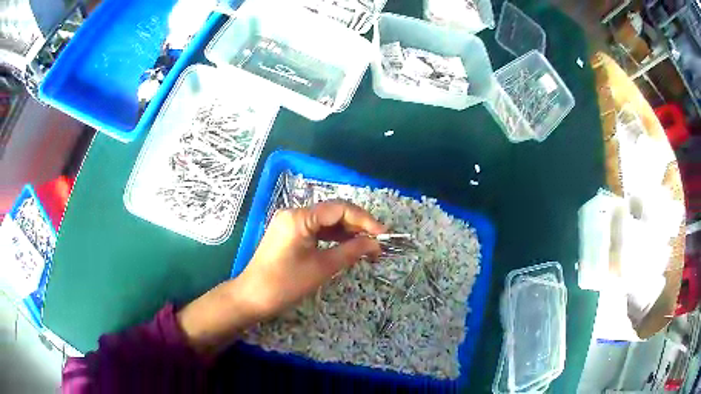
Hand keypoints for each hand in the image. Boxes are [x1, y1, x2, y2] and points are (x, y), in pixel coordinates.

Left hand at [239, 199, 385, 316]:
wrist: (252, 298)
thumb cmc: (285, 284)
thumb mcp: (322, 268)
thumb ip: (350, 251)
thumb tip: (375, 243)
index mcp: (300, 217)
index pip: (340, 209)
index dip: (365, 220)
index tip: (383, 235)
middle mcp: (294, 213)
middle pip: (333, 213)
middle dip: (357, 226)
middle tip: (377, 243)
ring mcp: (290, 223)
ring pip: (325, 222)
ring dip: (346, 232)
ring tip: (367, 247)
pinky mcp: (289, 234)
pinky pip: (316, 230)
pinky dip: (332, 238)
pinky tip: (347, 247)